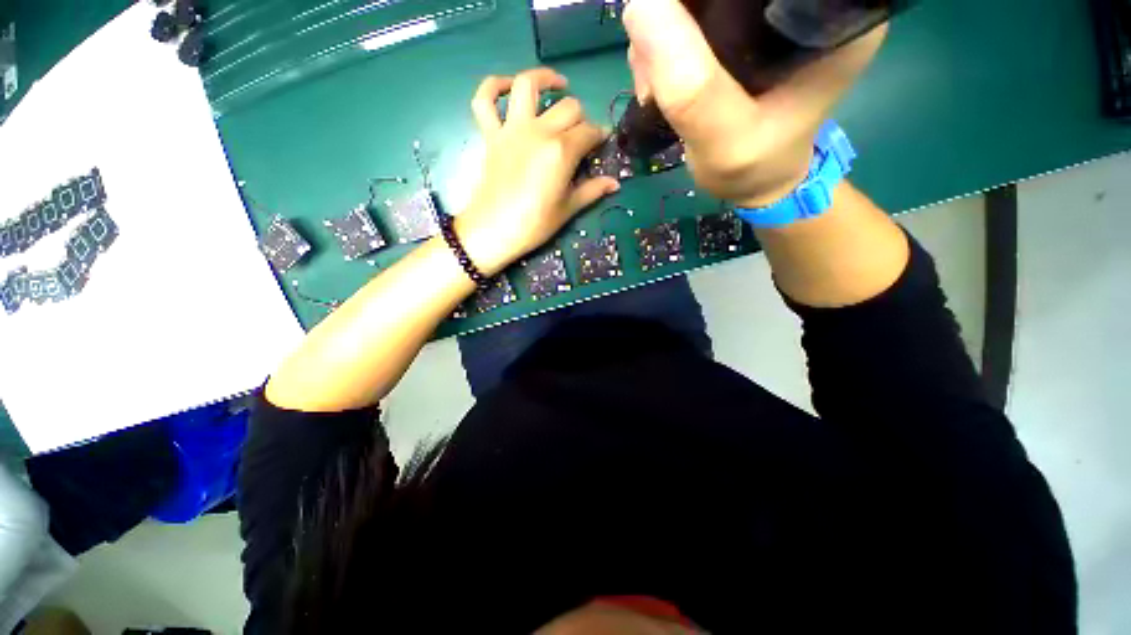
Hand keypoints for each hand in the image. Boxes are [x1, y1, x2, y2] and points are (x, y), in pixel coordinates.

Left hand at [456, 68, 619, 275]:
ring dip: (545, 78)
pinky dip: (493, 86)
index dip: (599, 136)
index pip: (589, 132)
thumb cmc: (534, 224)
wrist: (493, 231)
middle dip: (581, 118)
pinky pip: (484, 100)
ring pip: (528, 85)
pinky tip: (508, 87)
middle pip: (568, 107)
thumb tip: (615, 183)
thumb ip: (592, 191)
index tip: (601, 144)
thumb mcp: (568, 209)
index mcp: (562, 151)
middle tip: (581, 134)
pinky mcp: (491, 135)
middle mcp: (539, 131)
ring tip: (558, 85)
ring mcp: (512, 129)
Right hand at [623, 0, 885, 206]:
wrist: (756, 180)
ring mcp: (767, 9)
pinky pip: (689, 12)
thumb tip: (641, 7)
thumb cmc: (754, 167)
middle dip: (675, 15)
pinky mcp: (740, 25)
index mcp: (831, 12)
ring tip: (656, 87)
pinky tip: (659, 79)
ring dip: (661, 35)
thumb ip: (691, 89)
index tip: (674, 34)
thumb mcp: (725, 142)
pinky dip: (661, 43)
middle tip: (656, 74)